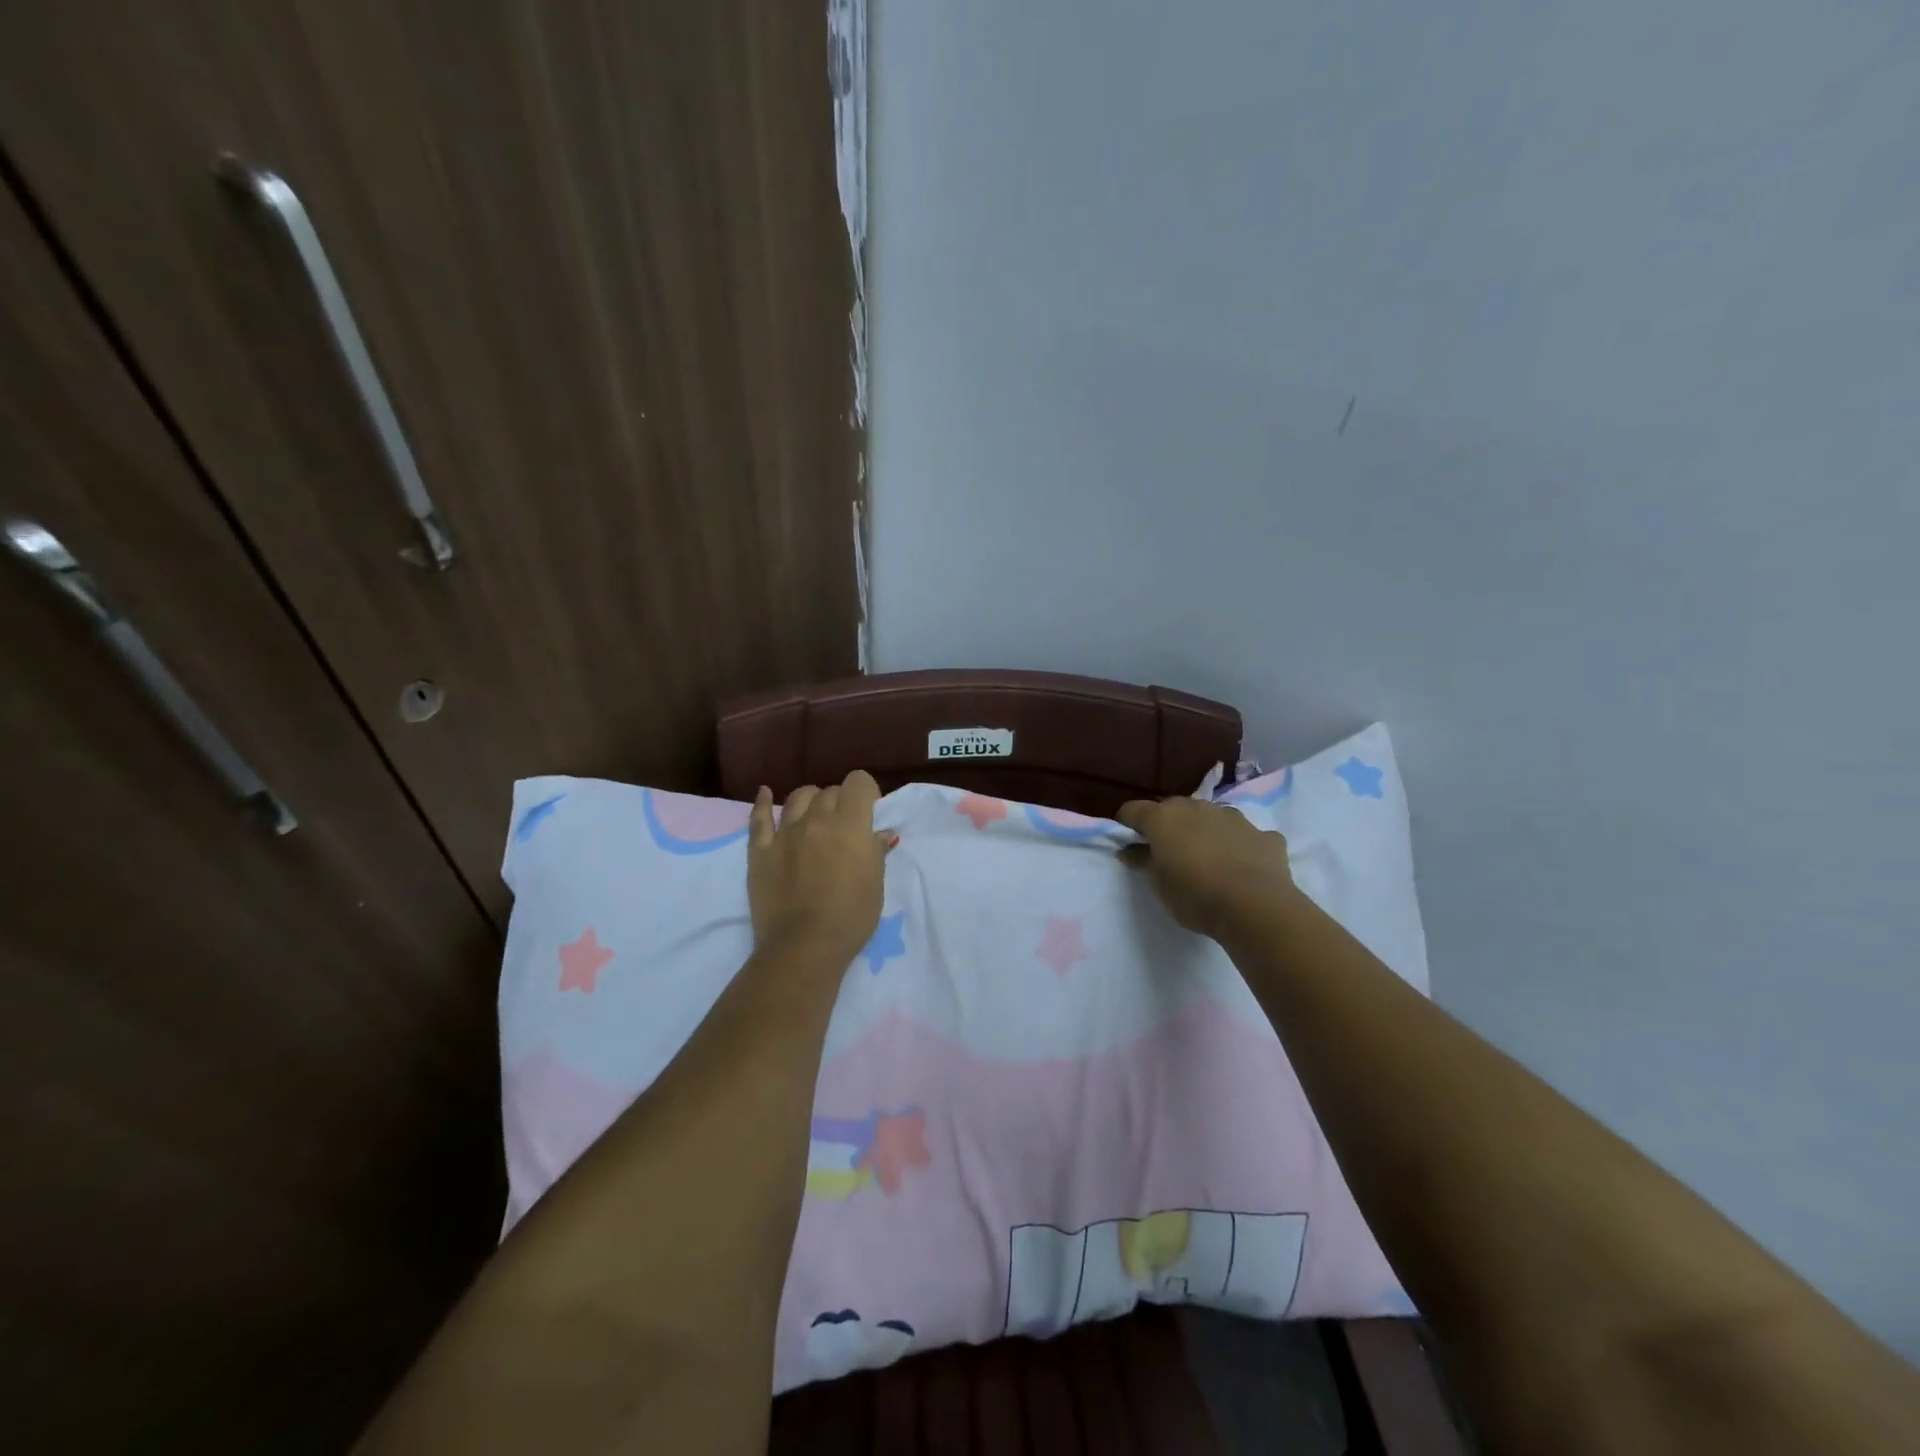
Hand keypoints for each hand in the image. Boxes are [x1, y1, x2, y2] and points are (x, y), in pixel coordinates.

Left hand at [748, 770, 893, 962]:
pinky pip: (759, 818)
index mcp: (850, 825)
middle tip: (845, 825)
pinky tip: (766, 793)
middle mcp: (817, 819)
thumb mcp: (876, 885)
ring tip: (815, 814)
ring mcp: (785, 833)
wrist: (803, 947)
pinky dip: (763, 802)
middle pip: (829, 791)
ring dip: (811, 800)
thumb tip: (879, 833)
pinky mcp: (760, 850)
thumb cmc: (850, 918)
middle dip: (841, 802)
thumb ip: (875, 852)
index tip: (869, 810)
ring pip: (798, 797)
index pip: (858, 782)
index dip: (866, 791)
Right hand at [1117, 795, 1294, 939]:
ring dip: (1204, 831)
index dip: (1126, 824)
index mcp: (1164, 818)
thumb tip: (1130, 849)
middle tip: (1167, 852)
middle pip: (1173, 809)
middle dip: (1168, 825)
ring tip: (1207, 859)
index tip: (1127, 842)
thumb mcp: (1158, 884)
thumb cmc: (1195, 896)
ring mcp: (1234, 818)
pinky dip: (1239, 845)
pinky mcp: (1264, 834)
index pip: (1133, 810)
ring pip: (1211, 817)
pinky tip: (1243, 867)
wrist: (1256, 907)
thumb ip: (1143, 861)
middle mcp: (1198, 808)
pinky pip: (1245, 836)